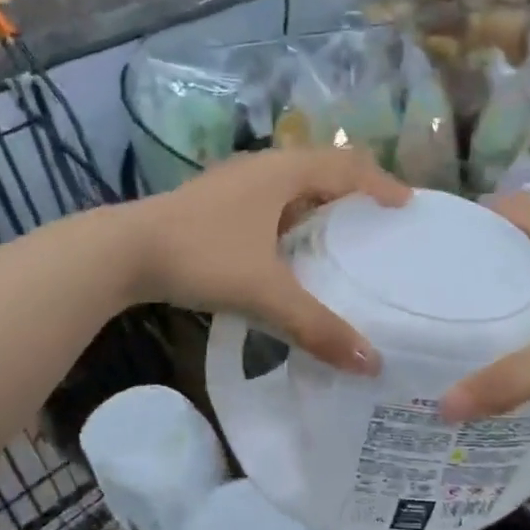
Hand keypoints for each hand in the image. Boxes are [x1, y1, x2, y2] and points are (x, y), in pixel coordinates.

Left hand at [128, 148, 410, 372]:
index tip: (406, 206)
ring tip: (341, 236)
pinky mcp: (214, 201)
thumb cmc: (201, 257)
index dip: (381, 183)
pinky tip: (288, 250)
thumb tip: (370, 363)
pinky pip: (269, 200)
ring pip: (292, 184)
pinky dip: (291, 218)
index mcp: (283, 172)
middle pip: (322, 167)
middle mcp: (261, 167)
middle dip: (354, 190)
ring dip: (320, 203)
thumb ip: (317, 326)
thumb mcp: (264, 293)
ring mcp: (233, 182)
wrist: (123, 252)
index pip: (348, 166)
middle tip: (378, 220)